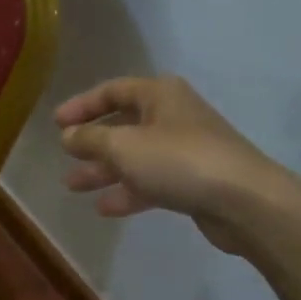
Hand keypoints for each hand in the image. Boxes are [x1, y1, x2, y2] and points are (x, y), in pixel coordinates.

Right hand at [54, 75, 294, 257]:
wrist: (244, 200)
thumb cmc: (179, 160)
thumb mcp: (124, 146)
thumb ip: (90, 139)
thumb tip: (68, 136)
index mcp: (159, 95)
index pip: (112, 91)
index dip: (82, 106)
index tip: (56, 124)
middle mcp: (172, 116)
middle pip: (123, 125)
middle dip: (91, 143)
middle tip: (64, 158)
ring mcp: (185, 149)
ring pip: (135, 156)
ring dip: (104, 170)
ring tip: (73, 186)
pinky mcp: (193, 180)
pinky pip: (152, 181)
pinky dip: (128, 191)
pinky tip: (105, 208)